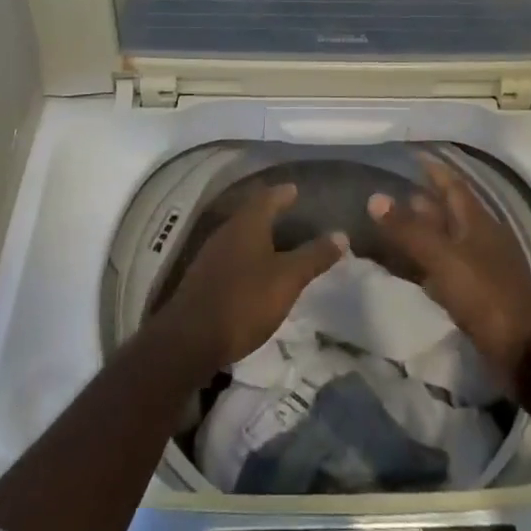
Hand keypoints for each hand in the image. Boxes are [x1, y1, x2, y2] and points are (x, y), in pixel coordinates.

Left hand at [153, 184, 346, 375]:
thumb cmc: (244, 301)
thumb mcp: (287, 279)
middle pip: (251, 214)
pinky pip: (230, 257)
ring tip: (276, 242)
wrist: (189, 340)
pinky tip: (254, 271)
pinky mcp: (203, 279)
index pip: (268, 197)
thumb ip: (314, 256)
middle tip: (289, 213)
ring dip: (257, 236)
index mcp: (247, 224)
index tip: (296, 190)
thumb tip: (341, 234)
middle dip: (270, 212)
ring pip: (239, 236)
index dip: (283, 193)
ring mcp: (211, 255)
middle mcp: (227, 232)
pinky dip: (246, 256)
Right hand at [368, 154, 530, 384]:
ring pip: (445, 242)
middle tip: (391, 192)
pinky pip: (443, 271)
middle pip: (448, 212)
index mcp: (477, 221)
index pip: (453, 185)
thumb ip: (409, 230)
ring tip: (390, 227)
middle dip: (422, 201)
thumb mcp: (443, 258)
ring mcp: (479, 269)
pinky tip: (407, 269)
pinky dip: (424, 265)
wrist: (525, 351)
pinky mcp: (475, 297)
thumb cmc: (485, 294)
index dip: (434, 169)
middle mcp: (479, 239)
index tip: (411, 155)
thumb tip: (375, 197)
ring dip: (421, 234)